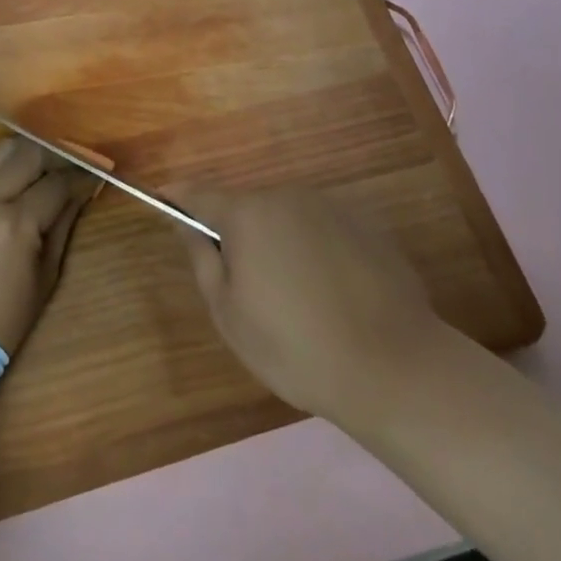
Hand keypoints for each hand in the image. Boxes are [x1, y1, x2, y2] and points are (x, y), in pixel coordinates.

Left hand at [0, 137, 96, 353]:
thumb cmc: (3, 319)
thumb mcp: (45, 277)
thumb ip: (62, 226)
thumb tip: (80, 193)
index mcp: (16, 223)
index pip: (57, 183)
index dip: (80, 177)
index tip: (95, 175)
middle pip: (29, 153)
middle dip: (57, 155)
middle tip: (72, 165)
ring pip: (2, 150)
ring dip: (28, 152)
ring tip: (45, 166)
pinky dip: (4, 166)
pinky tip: (17, 179)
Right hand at [172, 188, 447, 429]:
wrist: (395, 367)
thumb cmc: (296, 347)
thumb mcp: (229, 315)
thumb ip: (202, 259)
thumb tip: (185, 222)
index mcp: (248, 213)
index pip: (199, 193)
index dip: (178, 199)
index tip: (165, 204)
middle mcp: (286, 195)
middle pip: (246, 207)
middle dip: (238, 234)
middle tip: (246, 287)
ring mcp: (330, 206)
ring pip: (286, 217)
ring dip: (279, 242)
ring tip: (296, 298)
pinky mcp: (365, 224)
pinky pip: (323, 229)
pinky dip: (316, 250)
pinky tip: (333, 295)